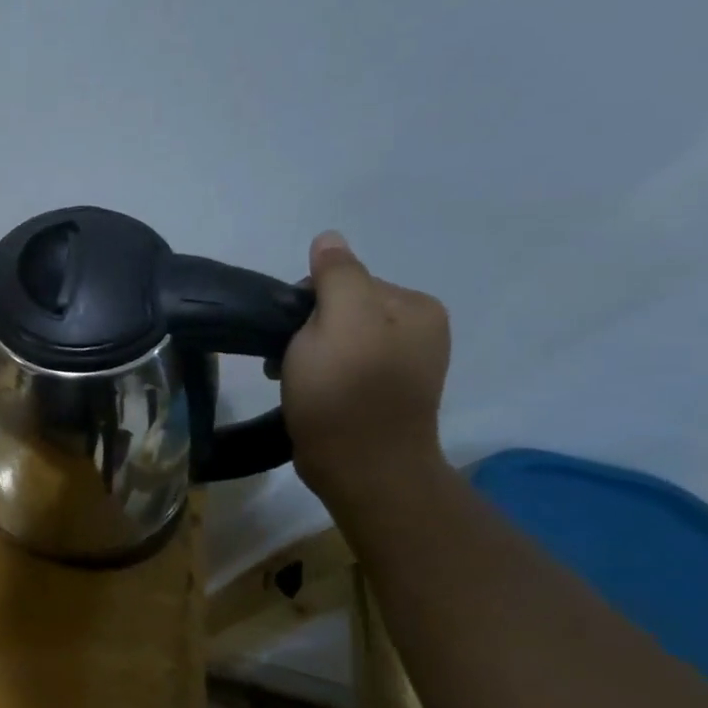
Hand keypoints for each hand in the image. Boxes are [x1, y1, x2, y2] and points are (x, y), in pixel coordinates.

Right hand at [280, 231, 451, 506]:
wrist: (362, 469)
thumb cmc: (346, 391)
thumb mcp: (338, 320)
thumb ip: (336, 275)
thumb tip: (329, 239)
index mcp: (415, 307)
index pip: (346, 280)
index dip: (307, 301)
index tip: (290, 333)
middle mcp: (419, 331)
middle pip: (342, 309)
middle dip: (308, 329)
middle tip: (288, 360)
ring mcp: (404, 366)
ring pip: (338, 340)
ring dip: (308, 354)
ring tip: (292, 380)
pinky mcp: (384, 396)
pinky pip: (343, 368)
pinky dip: (320, 375)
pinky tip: (308, 393)